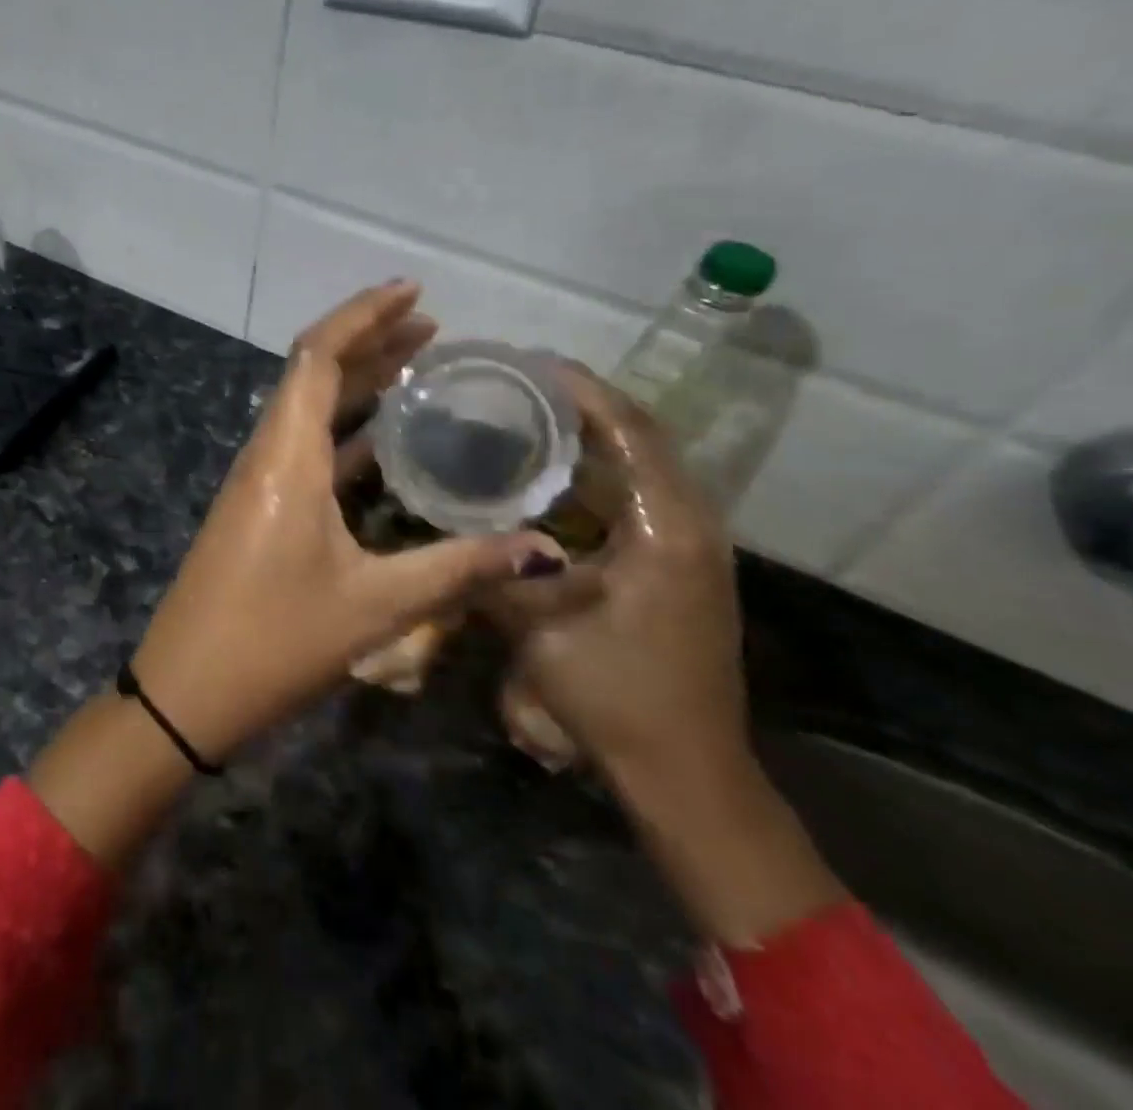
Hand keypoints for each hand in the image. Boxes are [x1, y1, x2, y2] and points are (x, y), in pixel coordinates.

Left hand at [132, 281, 557, 762]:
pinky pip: (305, 449)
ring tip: (417, 368)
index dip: (363, 315)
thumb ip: (460, 570)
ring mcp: (257, 483)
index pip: (318, 356)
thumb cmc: (274, 642)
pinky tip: (385, 442)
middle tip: (431, 328)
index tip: (414, 293)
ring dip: (357, 384)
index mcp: (285, 456)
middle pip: (313, 373)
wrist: (185, 692)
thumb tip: (544, 550)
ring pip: (308, 411)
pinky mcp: (258, 511)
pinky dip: (346, 431)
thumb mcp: (375, 606)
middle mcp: (266, 455)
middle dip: (369, 341)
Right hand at [489, 363, 746, 788]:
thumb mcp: (536, 625)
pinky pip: (638, 498)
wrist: (685, 770)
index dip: (582, 390)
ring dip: (593, 438)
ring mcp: (689, 547)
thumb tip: (444, 527)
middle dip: (586, 404)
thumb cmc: (616, 693)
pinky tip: (551, 479)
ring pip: (642, 468)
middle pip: (642, 438)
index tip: (531, 364)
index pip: (630, 431)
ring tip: (531, 418)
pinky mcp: (678, 568)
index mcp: (664, 527)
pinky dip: (598, 475)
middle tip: (521, 385)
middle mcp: (688, 524)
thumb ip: (489, 567)